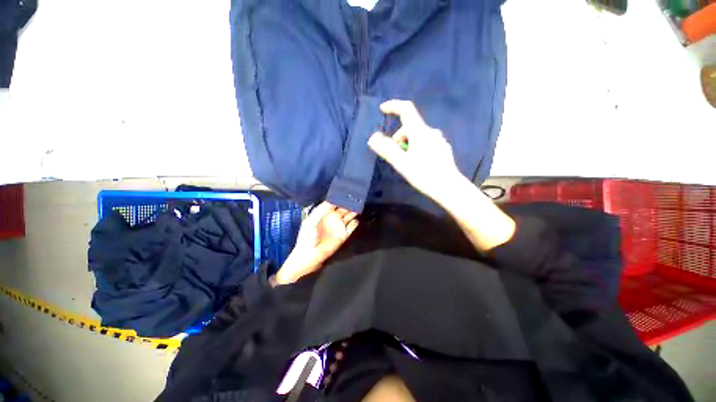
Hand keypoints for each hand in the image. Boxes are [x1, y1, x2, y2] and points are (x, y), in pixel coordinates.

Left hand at [274, 202, 358, 284]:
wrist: (308, 255)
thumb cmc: (307, 236)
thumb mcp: (311, 220)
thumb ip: (322, 209)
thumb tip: (334, 199)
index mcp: (324, 214)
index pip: (334, 203)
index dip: (340, 198)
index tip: (346, 192)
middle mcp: (332, 219)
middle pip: (343, 209)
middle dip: (349, 203)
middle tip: (355, 197)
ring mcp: (338, 228)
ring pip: (348, 217)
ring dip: (353, 212)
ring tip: (358, 206)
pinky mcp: (343, 236)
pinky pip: (351, 228)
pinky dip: (354, 224)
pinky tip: (356, 220)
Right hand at [368, 100, 462, 201]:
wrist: (449, 187)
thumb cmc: (423, 174)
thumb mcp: (401, 163)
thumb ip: (387, 149)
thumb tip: (372, 138)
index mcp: (420, 132)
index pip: (406, 110)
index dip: (393, 106)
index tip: (382, 109)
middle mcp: (431, 132)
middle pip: (410, 127)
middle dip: (398, 138)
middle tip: (394, 154)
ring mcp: (439, 140)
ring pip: (418, 136)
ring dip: (407, 144)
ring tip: (406, 161)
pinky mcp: (442, 148)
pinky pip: (425, 142)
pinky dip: (417, 148)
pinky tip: (418, 163)